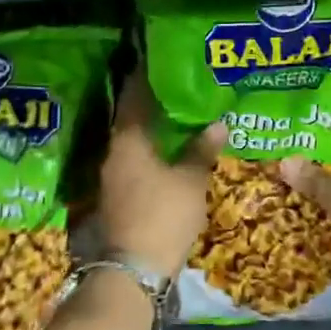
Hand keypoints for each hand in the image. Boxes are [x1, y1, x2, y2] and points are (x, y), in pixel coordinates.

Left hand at [98, 72, 223, 280]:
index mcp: (128, 138)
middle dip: (152, 100)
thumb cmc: (163, 215)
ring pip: (133, 138)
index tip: (161, 59)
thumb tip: (218, 124)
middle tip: (178, 84)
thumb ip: (202, 149)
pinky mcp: (116, 192)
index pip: (134, 94)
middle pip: (132, 115)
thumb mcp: (191, 180)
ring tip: (178, 113)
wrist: (133, 270)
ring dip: (152, 125)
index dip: (146, 75)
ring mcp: (112, 173)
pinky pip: (133, 157)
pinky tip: (169, 148)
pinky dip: (150, 147)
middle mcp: (114, 149)